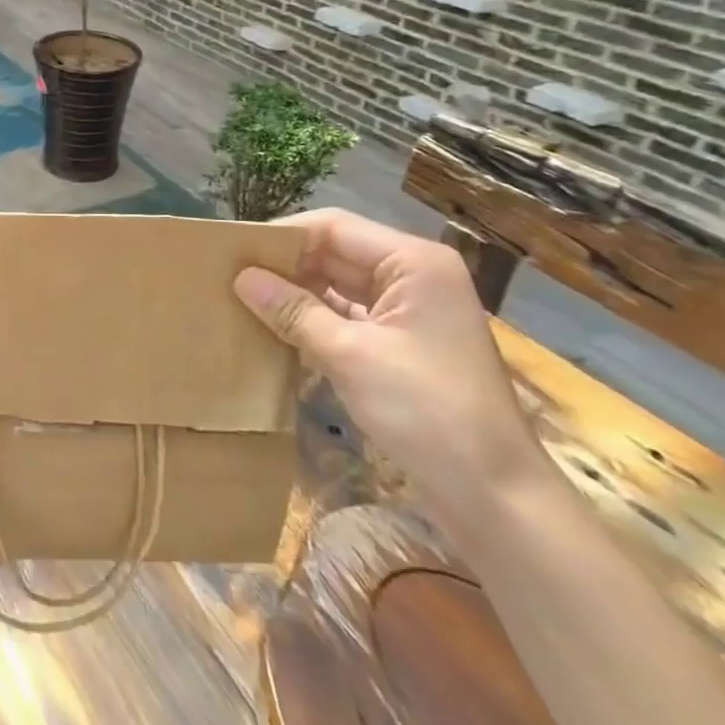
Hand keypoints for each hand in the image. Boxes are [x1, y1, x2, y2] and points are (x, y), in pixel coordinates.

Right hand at [233, 209, 548, 536]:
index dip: (282, 235)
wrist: (495, 496)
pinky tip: (276, 326)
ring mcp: (411, 310)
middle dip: (286, 264)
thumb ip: (292, 310)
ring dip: (297, 291)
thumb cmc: (426, 411)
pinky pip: (349, 315)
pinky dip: (315, 318)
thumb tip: (241, 277)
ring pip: (339, 284)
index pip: (333, 227)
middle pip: (337, 252)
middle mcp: (414, 276)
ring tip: (244, 296)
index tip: (234, 250)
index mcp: (413, 262)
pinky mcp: (403, 343)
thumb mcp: (349, 355)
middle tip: (230, 274)